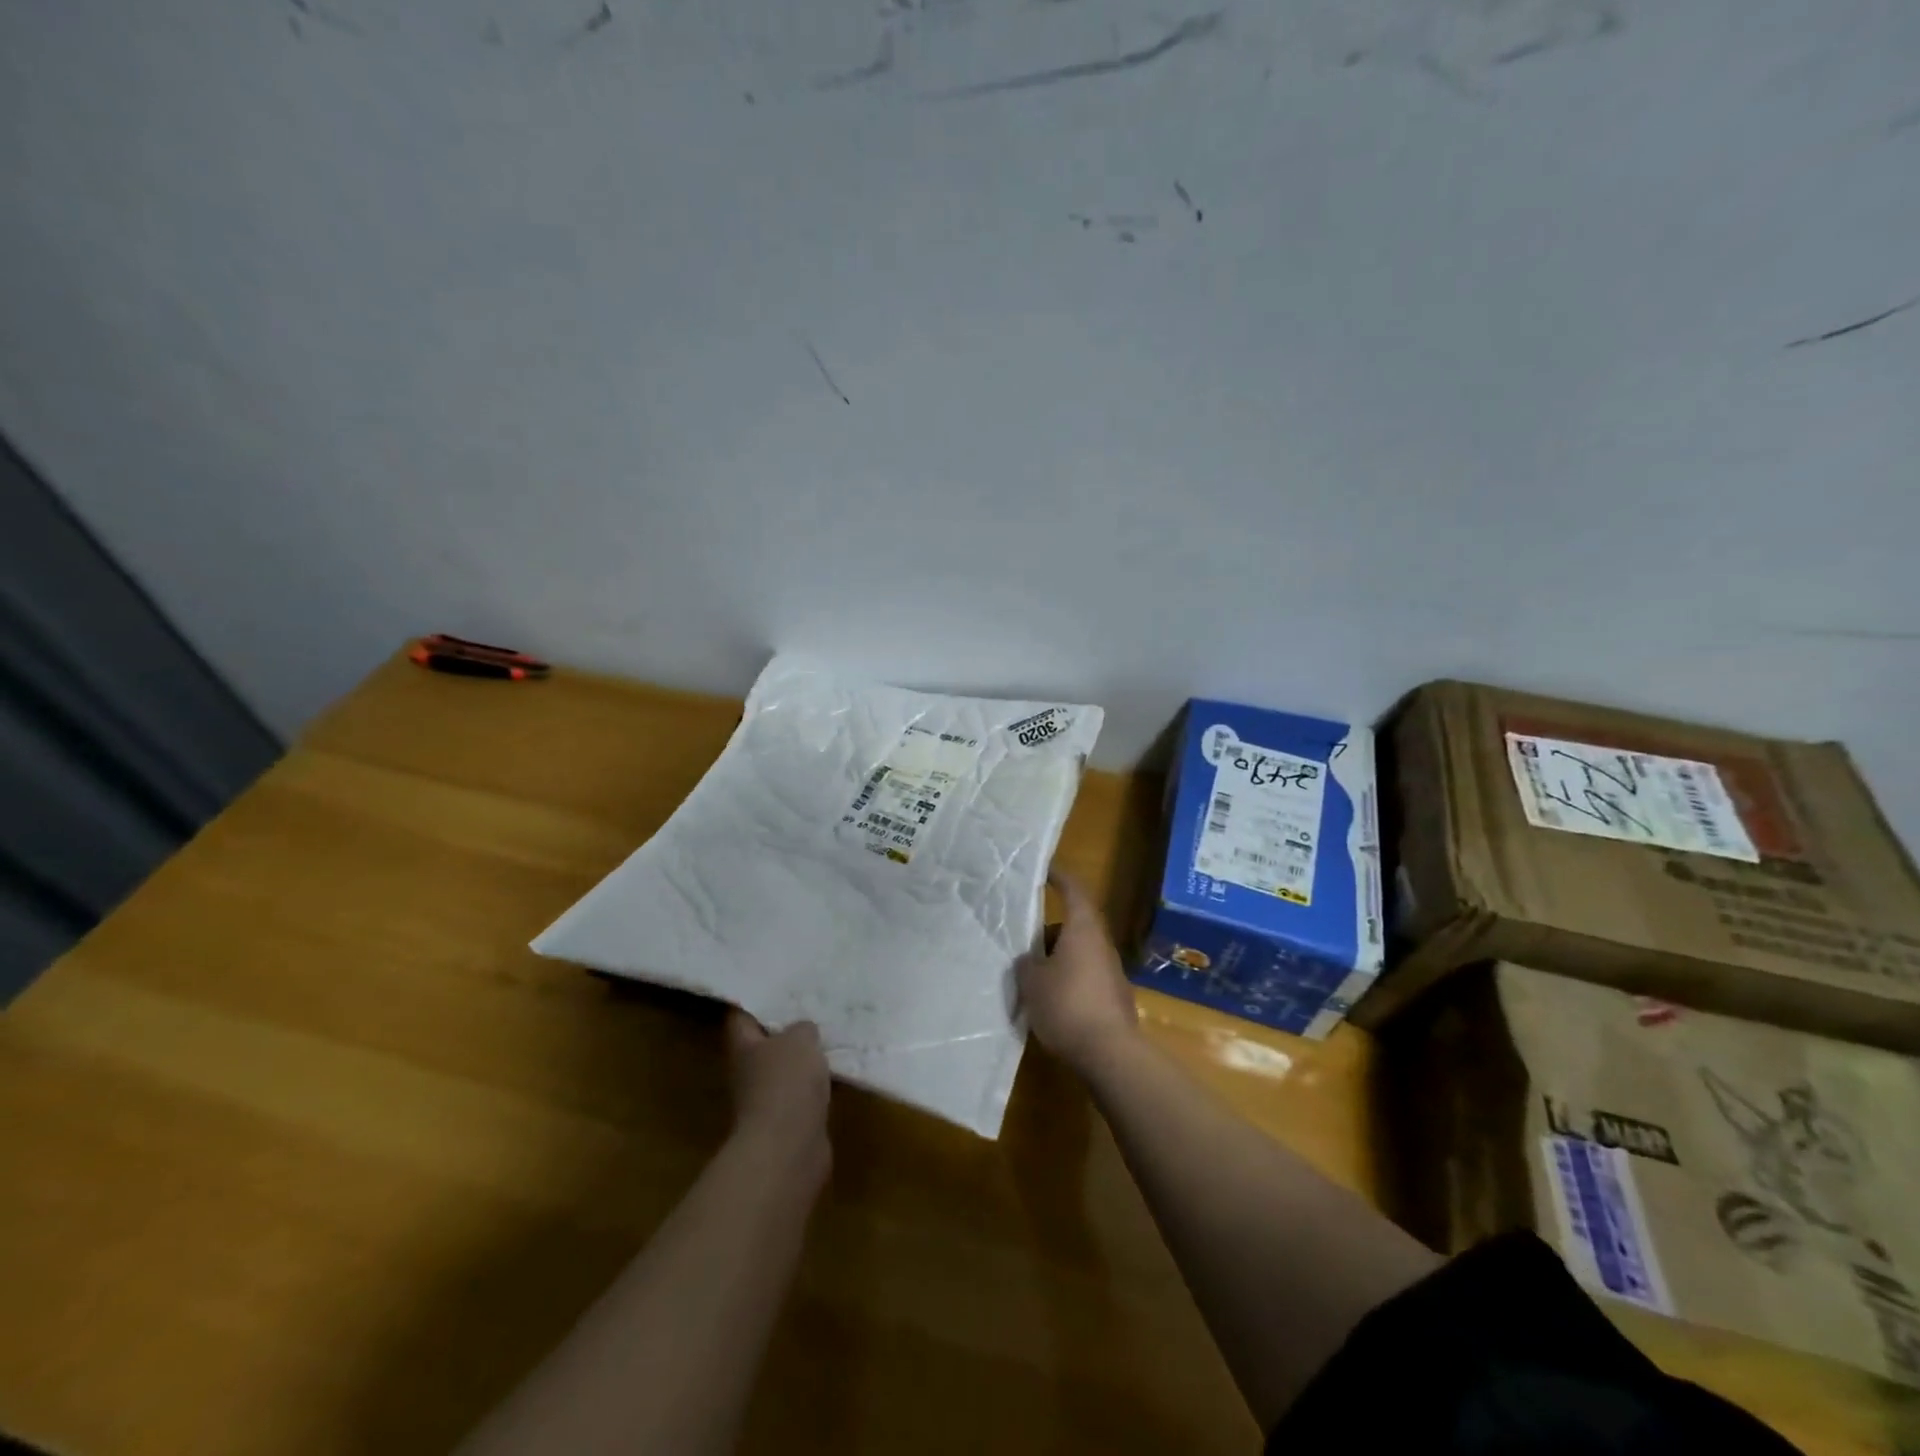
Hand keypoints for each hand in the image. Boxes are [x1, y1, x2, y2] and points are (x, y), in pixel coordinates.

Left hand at [725, 1011, 831, 1182]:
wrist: (789, 1149)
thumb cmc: (786, 1083)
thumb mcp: (800, 1040)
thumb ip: (802, 1029)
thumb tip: (804, 1031)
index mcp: (744, 1047)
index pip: (741, 1018)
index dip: (755, 1003)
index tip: (777, 989)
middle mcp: (749, 1073)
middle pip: (764, 1045)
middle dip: (785, 1031)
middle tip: (812, 1009)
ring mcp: (768, 1101)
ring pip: (785, 1071)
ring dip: (803, 1060)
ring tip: (829, 1037)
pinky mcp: (789, 1123)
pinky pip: (803, 1095)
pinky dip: (816, 1086)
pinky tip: (836, 1072)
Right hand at [1016, 868, 1139, 1076]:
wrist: (1110, 1053)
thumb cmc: (1067, 1005)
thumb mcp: (1032, 982)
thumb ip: (1027, 963)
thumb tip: (1031, 960)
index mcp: (1082, 929)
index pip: (1073, 891)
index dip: (1060, 878)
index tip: (1046, 870)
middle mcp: (1101, 944)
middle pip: (1075, 926)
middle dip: (1050, 933)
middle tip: (1025, 945)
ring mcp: (1112, 972)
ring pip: (1080, 954)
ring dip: (1059, 960)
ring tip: (1034, 979)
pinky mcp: (1115, 998)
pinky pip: (1086, 978)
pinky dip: (1070, 981)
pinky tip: (1052, 1003)